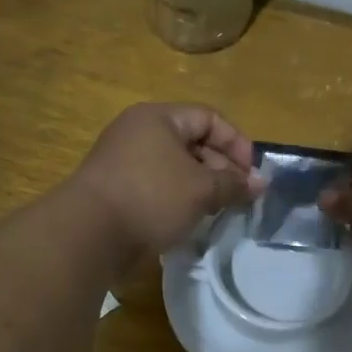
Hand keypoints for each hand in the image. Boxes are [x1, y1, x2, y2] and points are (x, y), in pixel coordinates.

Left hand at [72, 103, 262, 252]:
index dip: (236, 143)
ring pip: (175, 168)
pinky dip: (177, 199)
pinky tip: (190, 220)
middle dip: (220, 168)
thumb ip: (234, 184)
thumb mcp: (201, 189)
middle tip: (239, 197)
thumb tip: (261, 183)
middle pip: (192, 142)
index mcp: (158, 118)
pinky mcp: (117, 190)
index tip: (252, 174)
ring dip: (201, 187)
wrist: (89, 234)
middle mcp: (138, 132)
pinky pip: (157, 186)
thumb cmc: (151, 197)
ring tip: (217, 211)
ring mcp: (124, 161)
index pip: (209, 118)